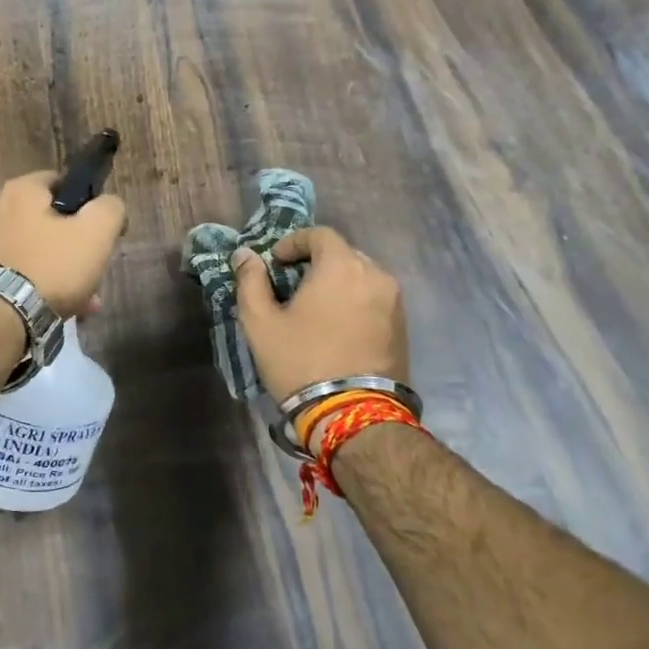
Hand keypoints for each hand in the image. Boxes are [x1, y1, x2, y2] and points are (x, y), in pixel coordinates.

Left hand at [0, 171, 126, 318]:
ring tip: (84, 300)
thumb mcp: (97, 232)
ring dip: (63, 271)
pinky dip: (41, 284)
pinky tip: (61, 308)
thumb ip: (110, 208)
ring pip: (38, 250)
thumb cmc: (52, 266)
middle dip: (76, 247)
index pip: (62, 182)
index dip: (88, 204)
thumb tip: (108, 206)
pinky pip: (21, 270)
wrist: (2, 317)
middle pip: (51, 221)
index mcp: (21, 189)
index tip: (101, 231)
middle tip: (94, 271)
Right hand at [231, 226, 408, 401]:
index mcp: (341, 266)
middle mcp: (374, 274)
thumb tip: (245, 255)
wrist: (353, 415)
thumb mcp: (260, 322)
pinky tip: (336, 327)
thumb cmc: (301, 361)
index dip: (294, 242)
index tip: (275, 263)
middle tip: (292, 286)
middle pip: (342, 254)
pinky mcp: (403, 326)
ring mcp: (394, 301)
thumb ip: (250, 281)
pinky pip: (374, 299)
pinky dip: (354, 301)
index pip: (319, 234)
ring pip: (360, 277)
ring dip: (337, 283)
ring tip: (315, 309)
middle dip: (316, 262)